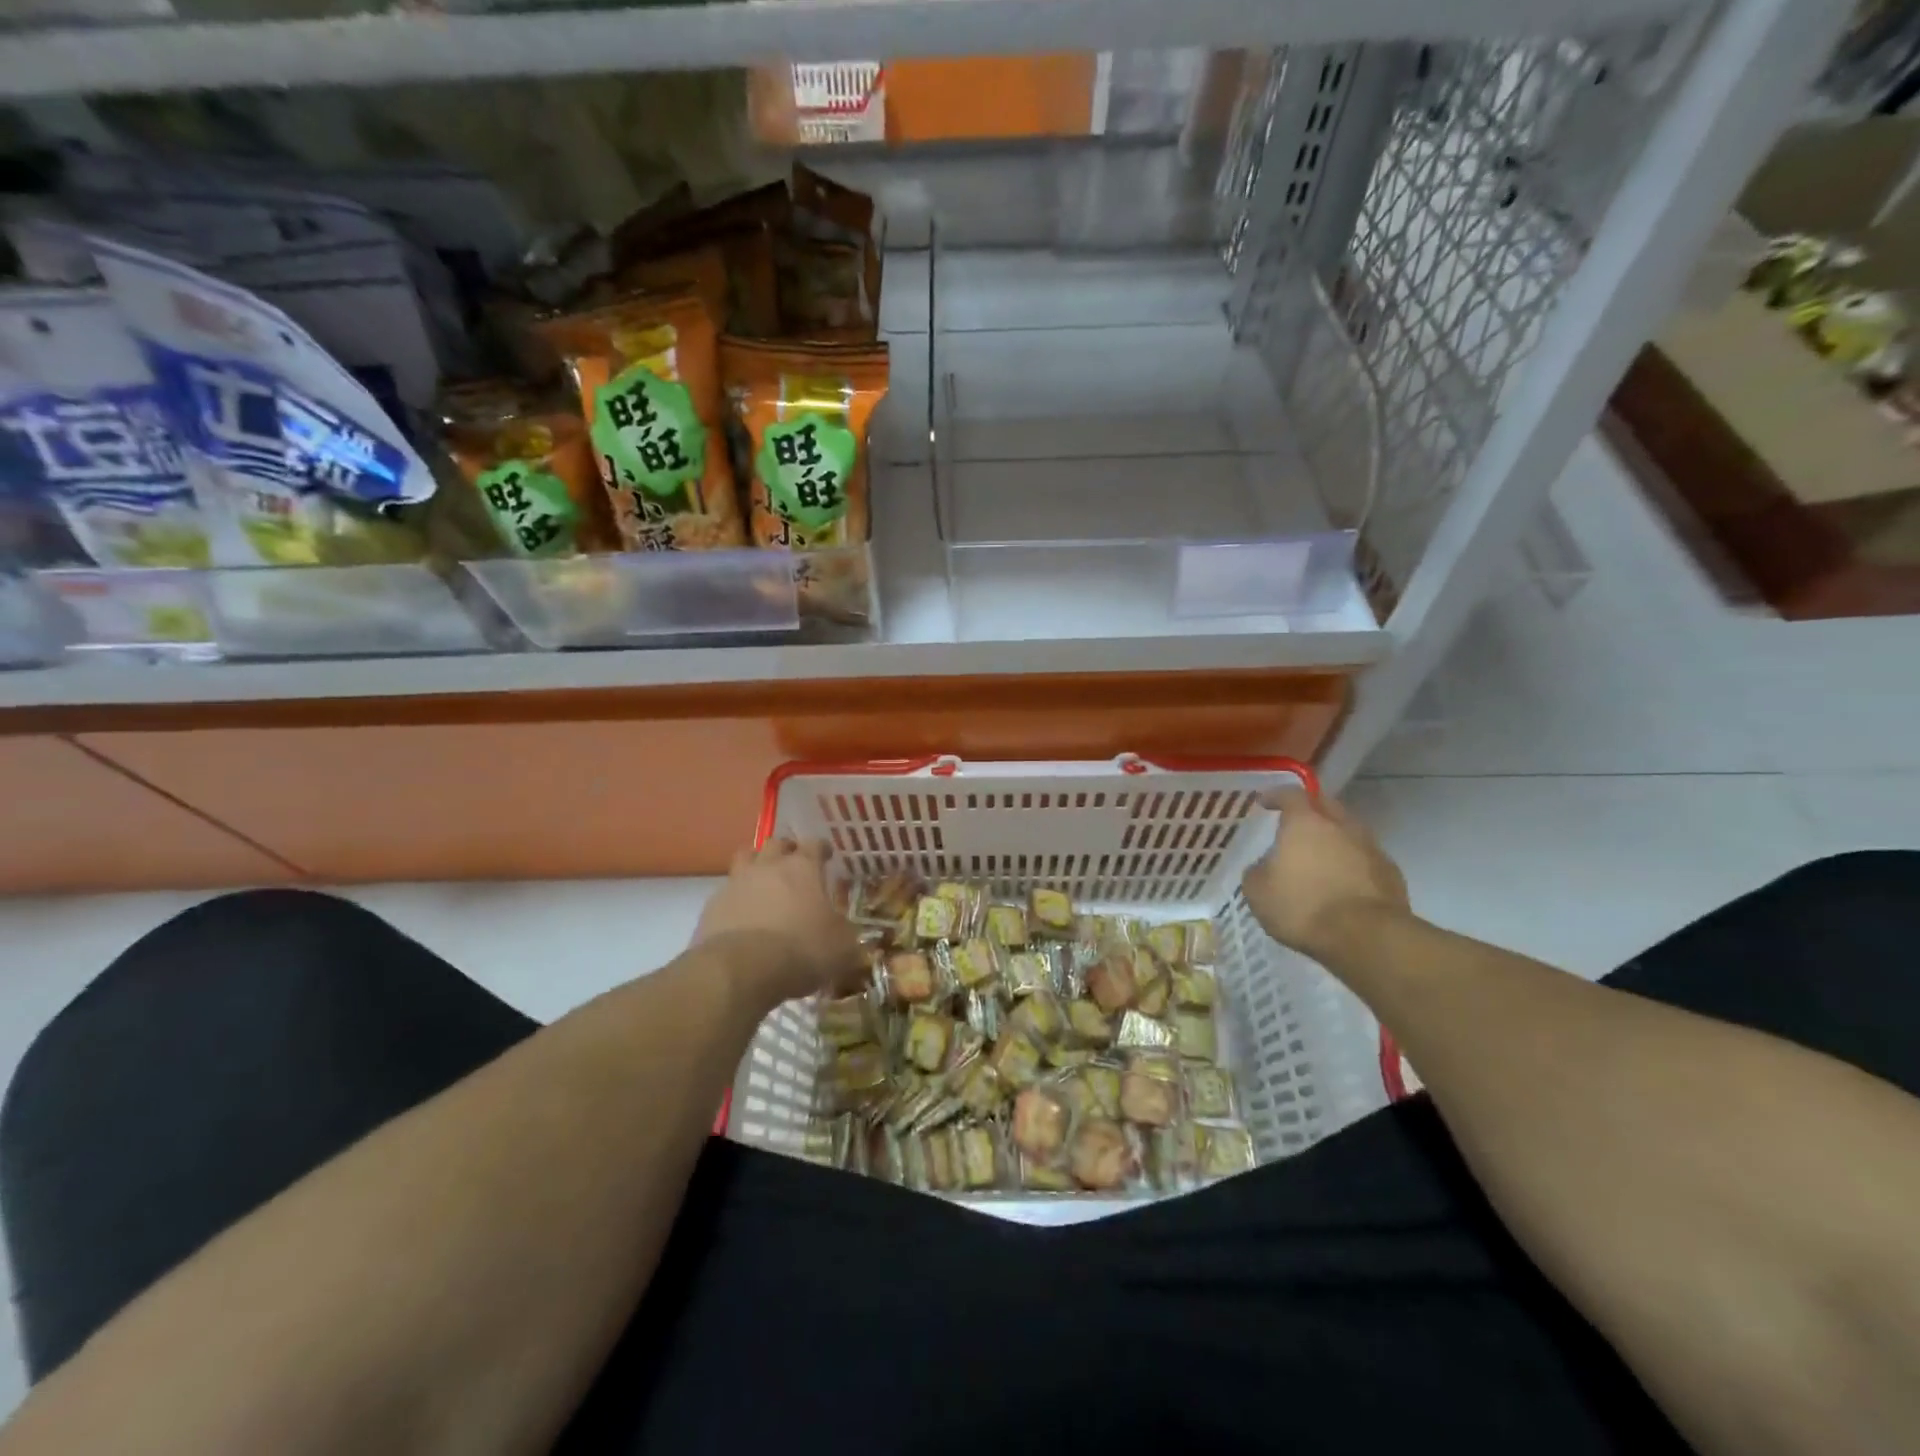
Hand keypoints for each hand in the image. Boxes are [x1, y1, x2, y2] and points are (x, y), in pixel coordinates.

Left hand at [693, 839, 864, 1006]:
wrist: (741, 970)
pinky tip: (742, 916)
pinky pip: (726, 892)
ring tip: (763, 883)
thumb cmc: (801, 950)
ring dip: (755, 866)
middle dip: (786, 850)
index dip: (821, 849)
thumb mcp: (841, 947)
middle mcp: (768, 866)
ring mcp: (736, 883)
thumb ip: (845, 933)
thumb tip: (845, 932)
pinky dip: (736, 899)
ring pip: (745, 859)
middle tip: (793, 864)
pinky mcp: (712, 906)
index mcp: (802, 868)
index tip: (826, 856)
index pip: (814, 844)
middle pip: (775, 843)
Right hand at [1241, 788, 1410, 963]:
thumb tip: (1265, 866)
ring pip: (1349, 831)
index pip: (1290, 794)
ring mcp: (1371, 848)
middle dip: (1311, 810)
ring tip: (1321, 856)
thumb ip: (1258, 871)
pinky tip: (1343, 882)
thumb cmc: (1303, 906)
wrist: (1367, 937)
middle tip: (1296, 823)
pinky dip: (1352, 863)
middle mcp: (1341, 826)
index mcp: (1305, 822)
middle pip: (1326, 805)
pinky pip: (1365, 858)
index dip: (1276, 795)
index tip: (1264, 802)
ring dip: (1335, 838)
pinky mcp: (1391, 873)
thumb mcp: (1258, 892)